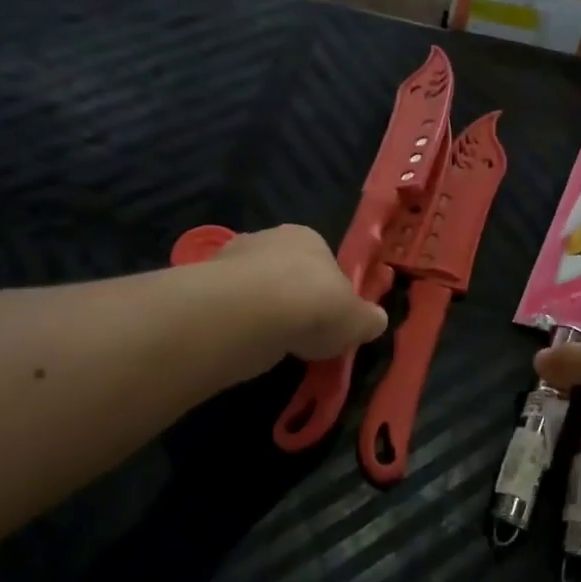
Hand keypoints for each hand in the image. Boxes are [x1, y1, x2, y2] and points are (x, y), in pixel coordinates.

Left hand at [213, 225, 387, 360]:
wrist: (250, 314)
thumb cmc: (313, 306)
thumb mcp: (356, 320)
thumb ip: (367, 319)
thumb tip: (376, 319)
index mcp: (308, 237)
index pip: (323, 262)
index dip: (328, 292)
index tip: (329, 320)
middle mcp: (269, 238)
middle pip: (285, 272)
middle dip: (291, 299)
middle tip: (300, 334)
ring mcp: (231, 259)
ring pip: (254, 288)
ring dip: (261, 311)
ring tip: (271, 344)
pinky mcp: (204, 284)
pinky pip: (229, 306)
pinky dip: (236, 323)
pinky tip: (245, 344)